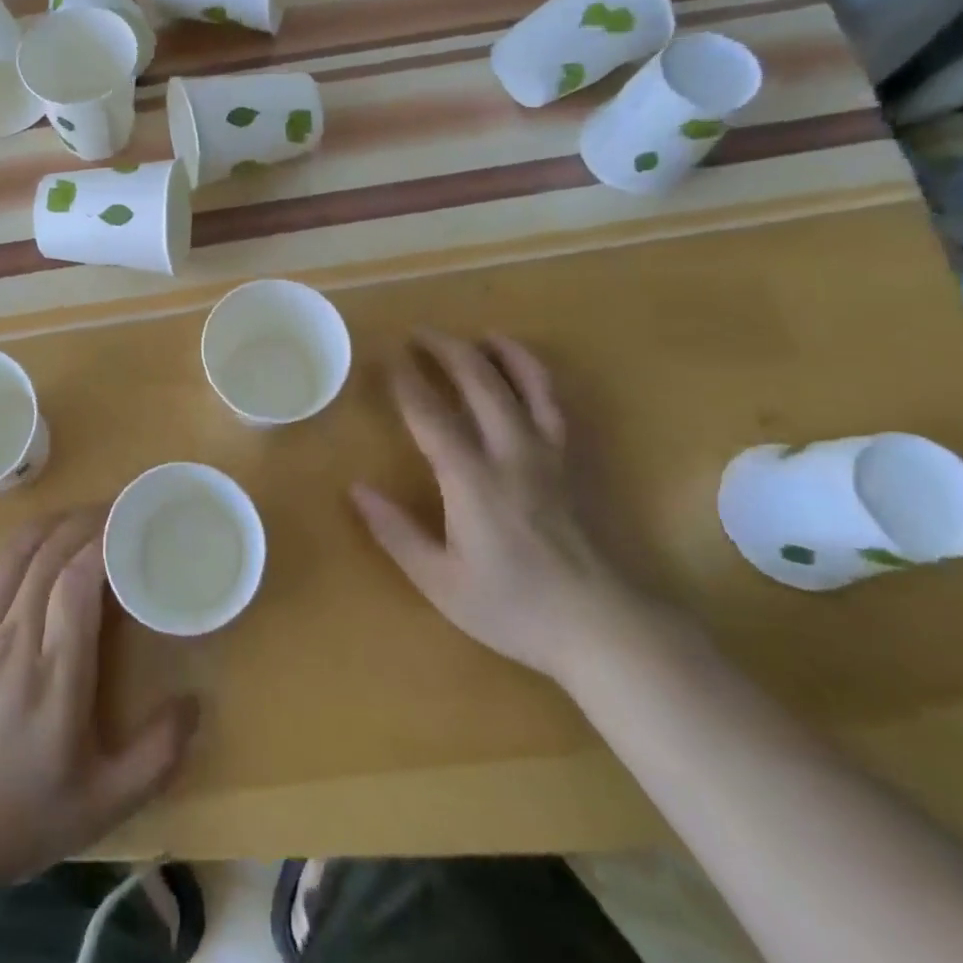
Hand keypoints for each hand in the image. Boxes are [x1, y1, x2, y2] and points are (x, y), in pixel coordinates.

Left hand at [0, 509, 198, 889]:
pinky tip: (40, 541)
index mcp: (55, 676)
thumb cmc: (24, 817)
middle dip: (87, 521)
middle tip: (120, 509)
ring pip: (17, 555)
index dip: (105, 542)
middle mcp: (16, 642)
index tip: (134, 523)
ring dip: (54, 524)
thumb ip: (156, 756)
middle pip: (50, 555)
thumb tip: (195, 702)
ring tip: (85, 515)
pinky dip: (20, 544)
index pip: (78, 583)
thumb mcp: (103, 805)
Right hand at [352, 330, 636, 680]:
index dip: (406, 381)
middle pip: (479, 382)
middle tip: (421, 333)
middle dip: (447, 350)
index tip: (386, 356)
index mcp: (472, 479)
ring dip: (503, 353)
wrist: (606, 629)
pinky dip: (541, 379)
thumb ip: (396, 532)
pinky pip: (559, 406)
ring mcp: (551, 454)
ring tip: (484, 336)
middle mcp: (511, 453)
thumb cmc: (515, 609)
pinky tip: (531, 376)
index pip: (430, 415)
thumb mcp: (441, 582)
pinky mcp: (578, 464)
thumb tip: (356, 489)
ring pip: (530, 384)